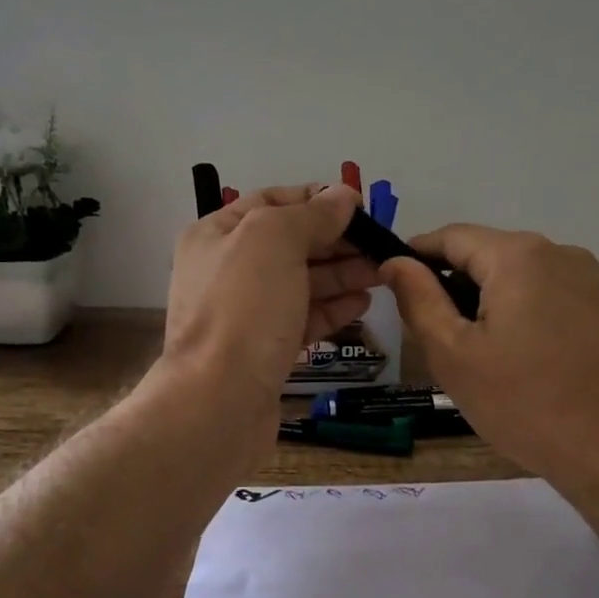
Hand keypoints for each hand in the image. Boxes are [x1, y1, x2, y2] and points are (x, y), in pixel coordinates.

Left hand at [162, 183, 376, 415]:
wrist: (218, 401)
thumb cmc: (244, 308)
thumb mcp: (275, 240)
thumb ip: (312, 214)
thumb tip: (344, 196)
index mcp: (216, 234)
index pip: (271, 202)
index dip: (315, 199)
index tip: (360, 206)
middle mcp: (226, 269)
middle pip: (290, 243)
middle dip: (336, 240)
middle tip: (380, 244)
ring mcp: (245, 313)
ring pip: (300, 283)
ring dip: (341, 274)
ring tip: (382, 273)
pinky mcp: (264, 350)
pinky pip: (302, 319)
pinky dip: (332, 309)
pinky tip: (362, 303)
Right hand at [380, 227, 598, 492]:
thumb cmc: (525, 403)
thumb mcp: (454, 354)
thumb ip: (419, 299)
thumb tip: (395, 262)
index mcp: (519, 255)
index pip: (451, 236)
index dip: (414, 256)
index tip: (390, 285)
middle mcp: (558, 252)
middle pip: (485, 254)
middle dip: (451, 285)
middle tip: (431, 336)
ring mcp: (588, 280)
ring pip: (515, 277)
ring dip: (484, 302)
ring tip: (470, 354)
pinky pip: (544, 296)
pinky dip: (517, 314)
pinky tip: (513, 360)